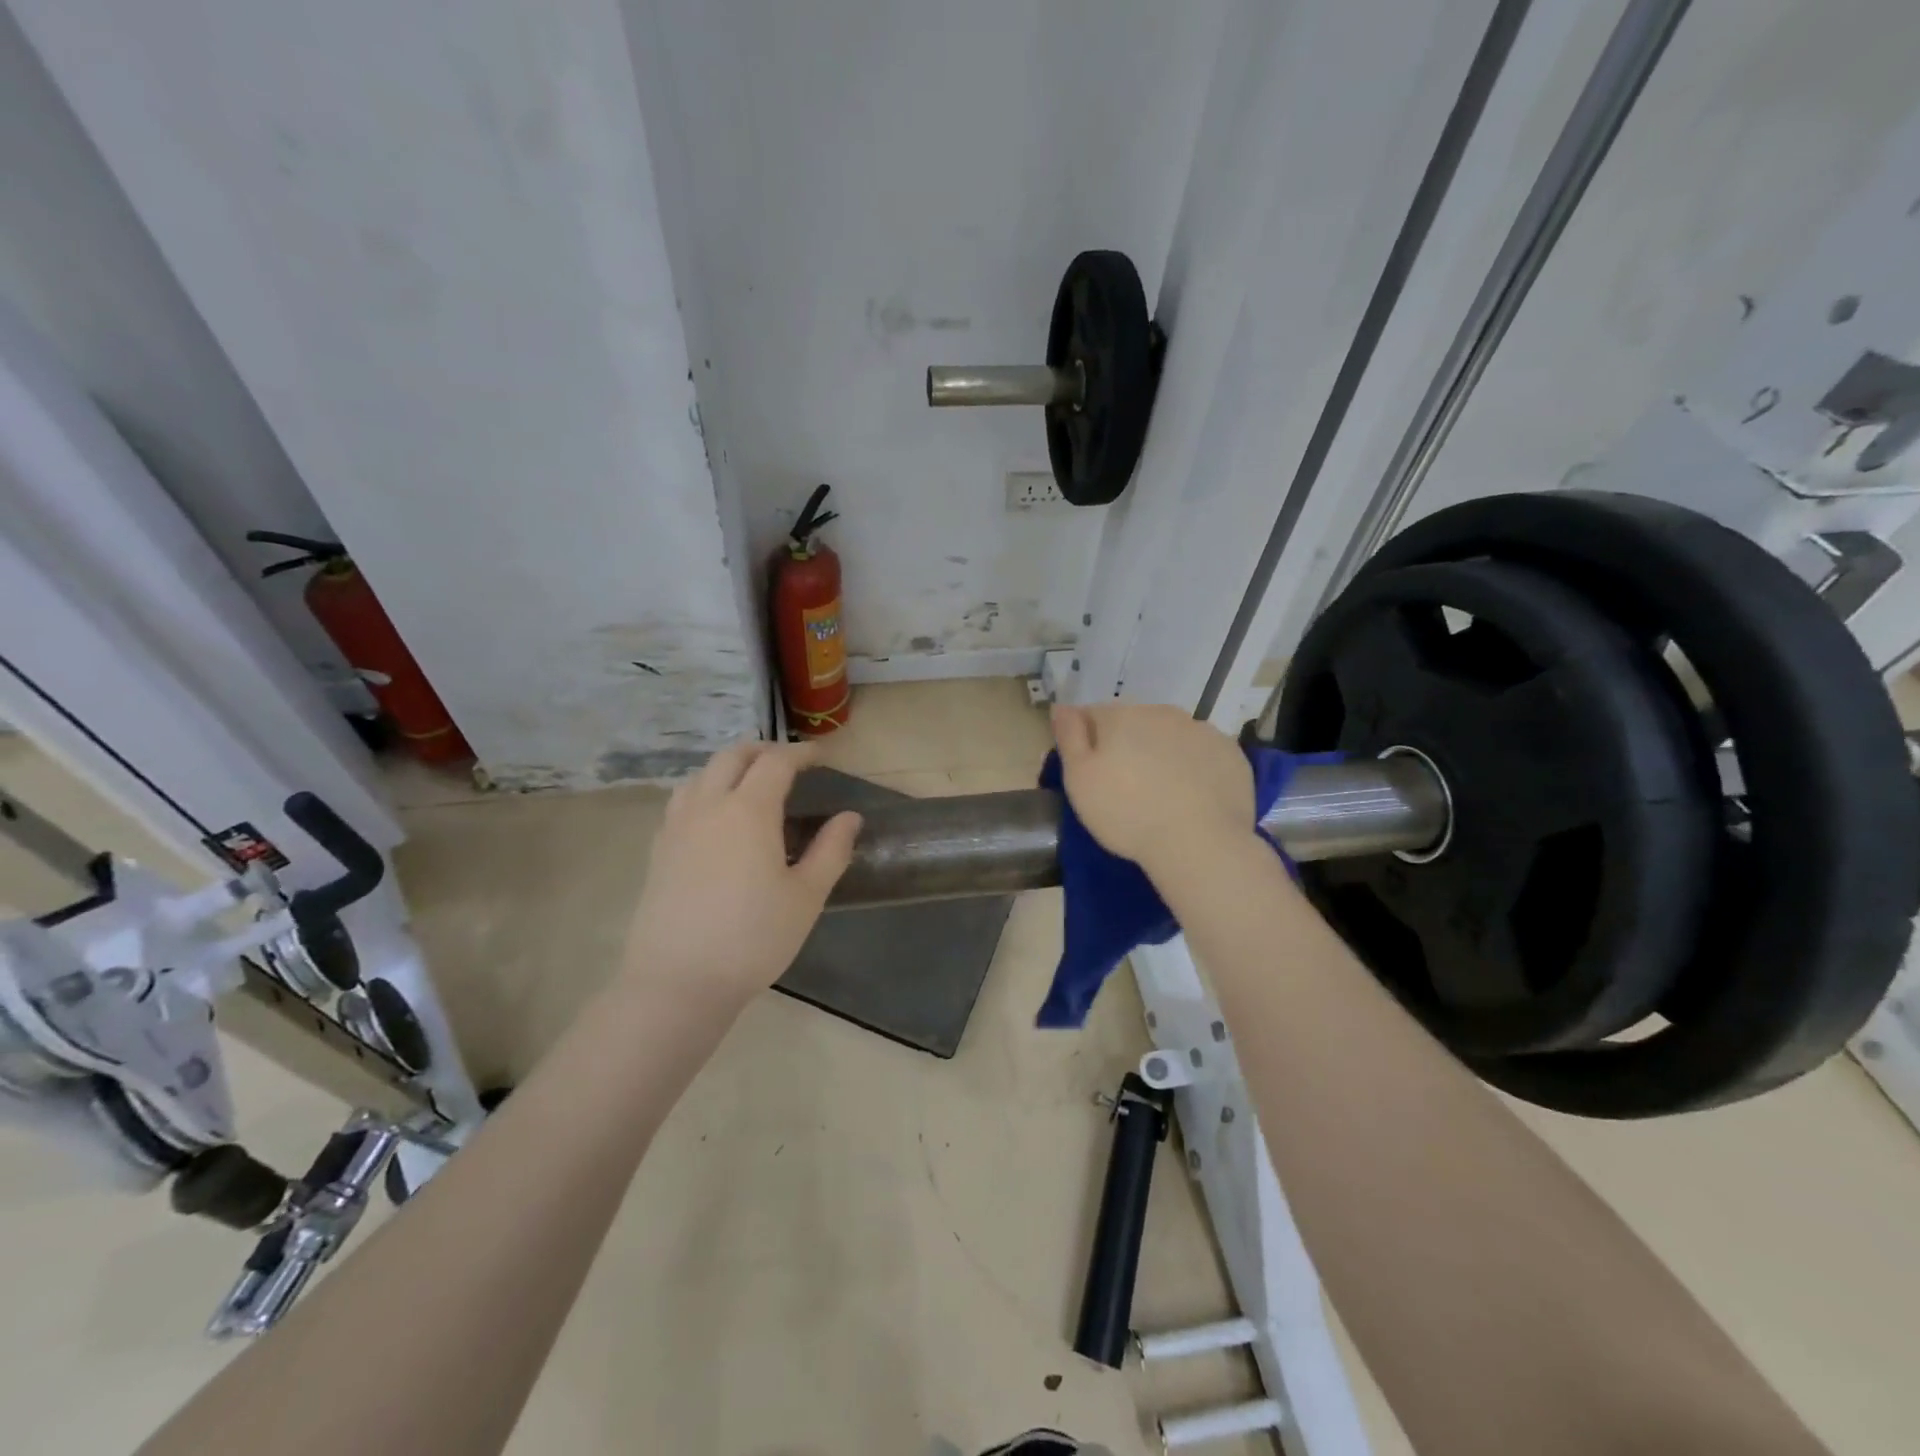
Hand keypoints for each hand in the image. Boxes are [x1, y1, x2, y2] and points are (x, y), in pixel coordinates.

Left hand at [623, 742, 860, 1010]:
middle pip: (732, 756)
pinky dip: (704, 789)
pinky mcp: (659, 849)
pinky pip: (681, 800)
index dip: (800, 753)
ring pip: (701, 774)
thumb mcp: (806, 896)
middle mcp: (708, 806)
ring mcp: (677, 826)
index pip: (776, 762)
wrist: (678, 981)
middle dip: (763, 750)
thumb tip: (850, 817)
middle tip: (787, 762)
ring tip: (750, 782)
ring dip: (729, 766)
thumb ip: (831, 850)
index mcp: (749, 810)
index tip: (820, 756)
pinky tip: (714, 816)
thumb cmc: (753, 938)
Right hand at [1051, 704, 1255, 878]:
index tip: (1089, 773)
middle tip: (1124, 787)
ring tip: (1161, 795)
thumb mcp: (1080, 779)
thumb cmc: (1127, 813)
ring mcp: (1202, 731)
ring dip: (1162, 754)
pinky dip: (1194, 768)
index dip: (1086, 742)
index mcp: (1122, 715)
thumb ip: (1069, 736)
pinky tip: (1192, 798)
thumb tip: (1062, 705)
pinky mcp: (1232, 754)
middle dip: (1127, 745)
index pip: (1093, 716)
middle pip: (1135, 723)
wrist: (1200, 844)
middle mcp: (1163, 713)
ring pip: (1171, 737)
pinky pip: (1203, 755)